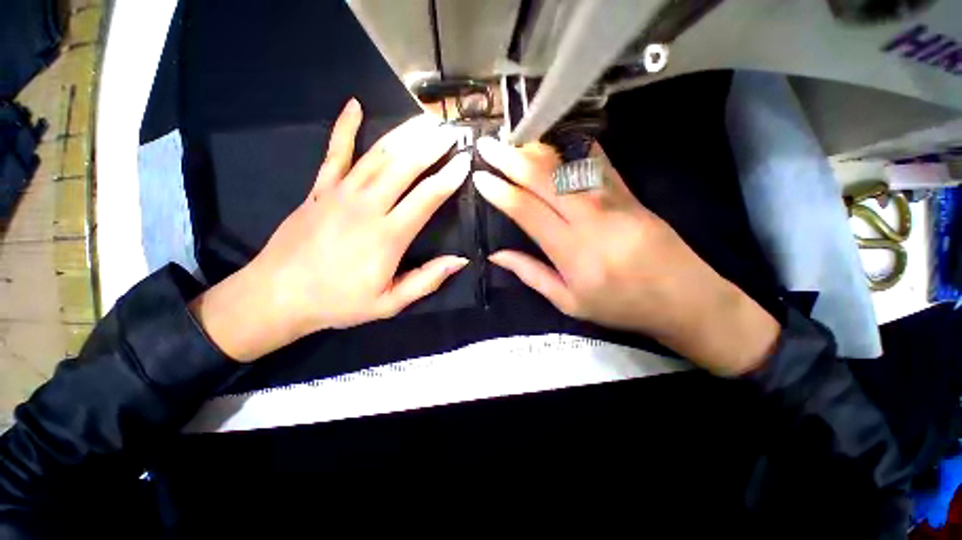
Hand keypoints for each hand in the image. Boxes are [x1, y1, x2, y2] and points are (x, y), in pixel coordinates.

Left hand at [191, 100, 470, 361]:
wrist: (278, 296)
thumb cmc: (339, 302)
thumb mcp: (389, 304)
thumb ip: (427, 280)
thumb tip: (460, 260)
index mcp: (387, 236)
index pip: (426, 198)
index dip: (448, 178)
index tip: (464, 162)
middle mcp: (367, 207)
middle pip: (404, 167)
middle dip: (431, 146)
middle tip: (450, 131)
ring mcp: (340, 193)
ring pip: (377, 155)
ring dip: (404, 134)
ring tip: (424, 119)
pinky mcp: (319, 189)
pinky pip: (334, 152)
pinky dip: (344, 127)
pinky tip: (354, 105)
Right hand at [473, 137, 778, 375]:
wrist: (684, 297)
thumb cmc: (620, 305)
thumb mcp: (569, 302)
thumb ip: (531, 274)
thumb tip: (496, 255)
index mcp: (571, 251)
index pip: (526, 211)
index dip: (500, 192)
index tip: (480, 178)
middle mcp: (590, 218)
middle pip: (544, 179)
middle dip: (510, 159)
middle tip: (488, 146)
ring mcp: (613, 199)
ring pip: (568, 164)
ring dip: (537, 148)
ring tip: (512, 137)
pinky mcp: (629, 192)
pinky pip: (597, 161)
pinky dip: (572, 145)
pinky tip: (556, 135)